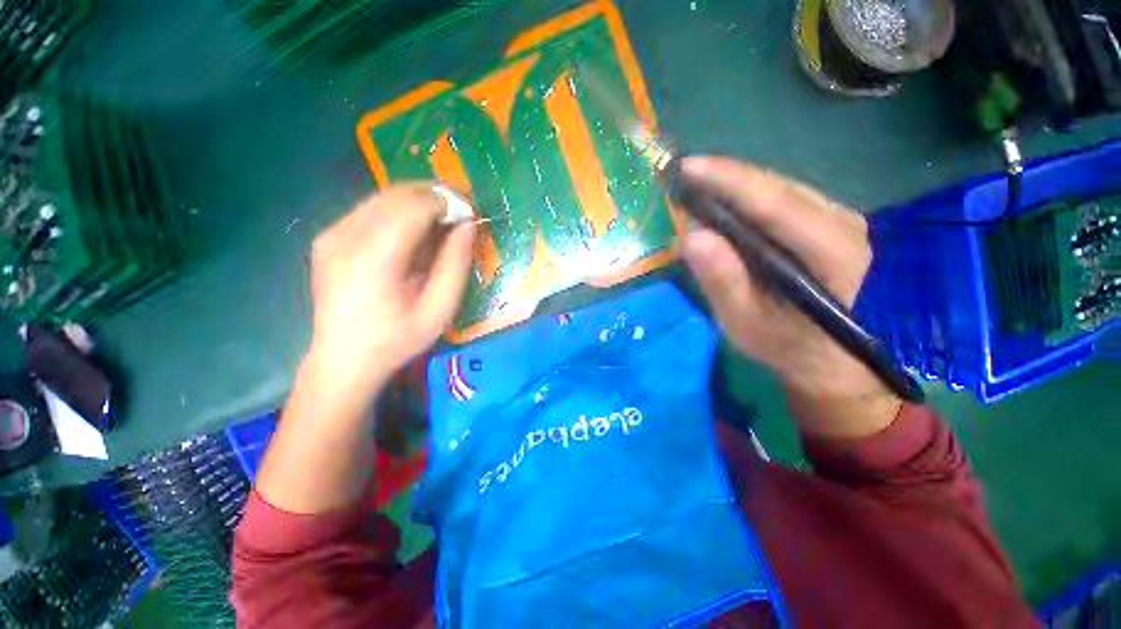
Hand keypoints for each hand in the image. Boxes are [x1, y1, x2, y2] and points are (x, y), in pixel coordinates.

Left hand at [307, 183, 474, 394]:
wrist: (343, 360)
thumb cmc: (397, 340)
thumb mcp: (439, 310)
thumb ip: (455, 265)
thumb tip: (467, 226)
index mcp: (373, 259)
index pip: (413, 207)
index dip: (446, 204)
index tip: (468, 215)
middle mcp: (345, 237)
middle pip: (396, 195)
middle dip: (433, 198)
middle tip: (457, 217)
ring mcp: (331, 235)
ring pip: (382, 197)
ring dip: (417, 203)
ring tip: (439, 224)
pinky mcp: (328, 237)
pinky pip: (369, 210)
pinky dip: (398, 212)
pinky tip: (412, 235)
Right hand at [681, 157, 900, 437]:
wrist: (828, 359)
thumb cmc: (784, 346)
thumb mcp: (745, 323)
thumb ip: (723, 282)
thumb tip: (692, 236)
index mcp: (832, 254)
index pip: (775, 204)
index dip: (729, 181)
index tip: (687, 168)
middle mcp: (844, 225)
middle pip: (779, 187)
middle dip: (727, 176)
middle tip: (681, 173)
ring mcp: (841, 220)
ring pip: (781, 187)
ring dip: (735, 182)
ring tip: (695, 182)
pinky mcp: (828, 223)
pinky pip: (784, 198)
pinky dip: (748, 194)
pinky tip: (722, 198)